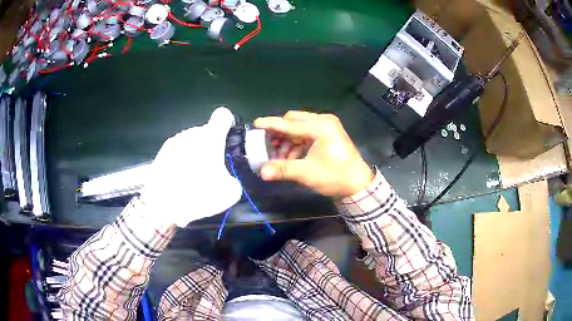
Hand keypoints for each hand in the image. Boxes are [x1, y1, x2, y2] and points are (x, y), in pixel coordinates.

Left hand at [140, 107, 241, 226]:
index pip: (223, 115)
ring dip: (196, 153)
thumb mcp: (230, 193)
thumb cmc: (197, 194)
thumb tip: (228, 177)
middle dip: (212, 146)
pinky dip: (182, 160)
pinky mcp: (162, 152)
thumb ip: (234, 178)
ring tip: (193, 177)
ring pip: (191, 141)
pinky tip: (179, 179)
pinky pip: (178, 151)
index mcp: (210, 137)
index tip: (228, 139)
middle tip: (212, 169)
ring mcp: (174, 141)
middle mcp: (191, 133)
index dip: (228, 124)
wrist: (161, 205)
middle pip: (206, 132)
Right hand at [254, 111, 373, 196]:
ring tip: (280, 157)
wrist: (358, 184)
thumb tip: (262, 172)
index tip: (255, 124)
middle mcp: (324, 121)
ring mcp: (327, 126)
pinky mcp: (327, 133)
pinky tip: (291, 157)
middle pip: (293, 120)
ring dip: (287, 140)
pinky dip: (296, 143)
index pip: (290, 123)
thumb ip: (283, 169)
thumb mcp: (308, 173)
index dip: (271, 124)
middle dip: (279, 133)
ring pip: (299, 127)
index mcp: (321, 127)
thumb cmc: (335, 176)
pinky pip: (306, 133)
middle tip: (268, 146)